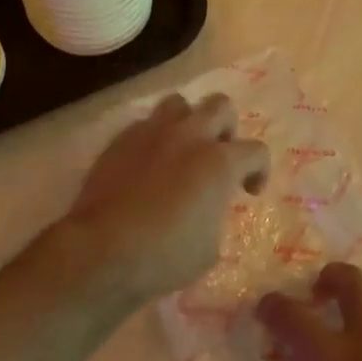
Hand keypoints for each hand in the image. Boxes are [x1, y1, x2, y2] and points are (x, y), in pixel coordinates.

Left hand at [61, 92, 269, 305]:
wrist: (102, 251)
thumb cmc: (165, 256)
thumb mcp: (209, 246)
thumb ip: (216, 213)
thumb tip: (207, 205)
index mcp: (220, 162)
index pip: (256, 151)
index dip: (259, 170)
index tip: (248, 192)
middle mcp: (189, 136)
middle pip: (220, 106)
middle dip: (226, 129)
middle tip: (218, 158)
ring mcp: (151, 133)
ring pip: (179, 103)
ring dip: (188, 122)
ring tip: (183, 150)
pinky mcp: (120, 140)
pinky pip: (145, 125)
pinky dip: (154, 138)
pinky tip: (148, 164)